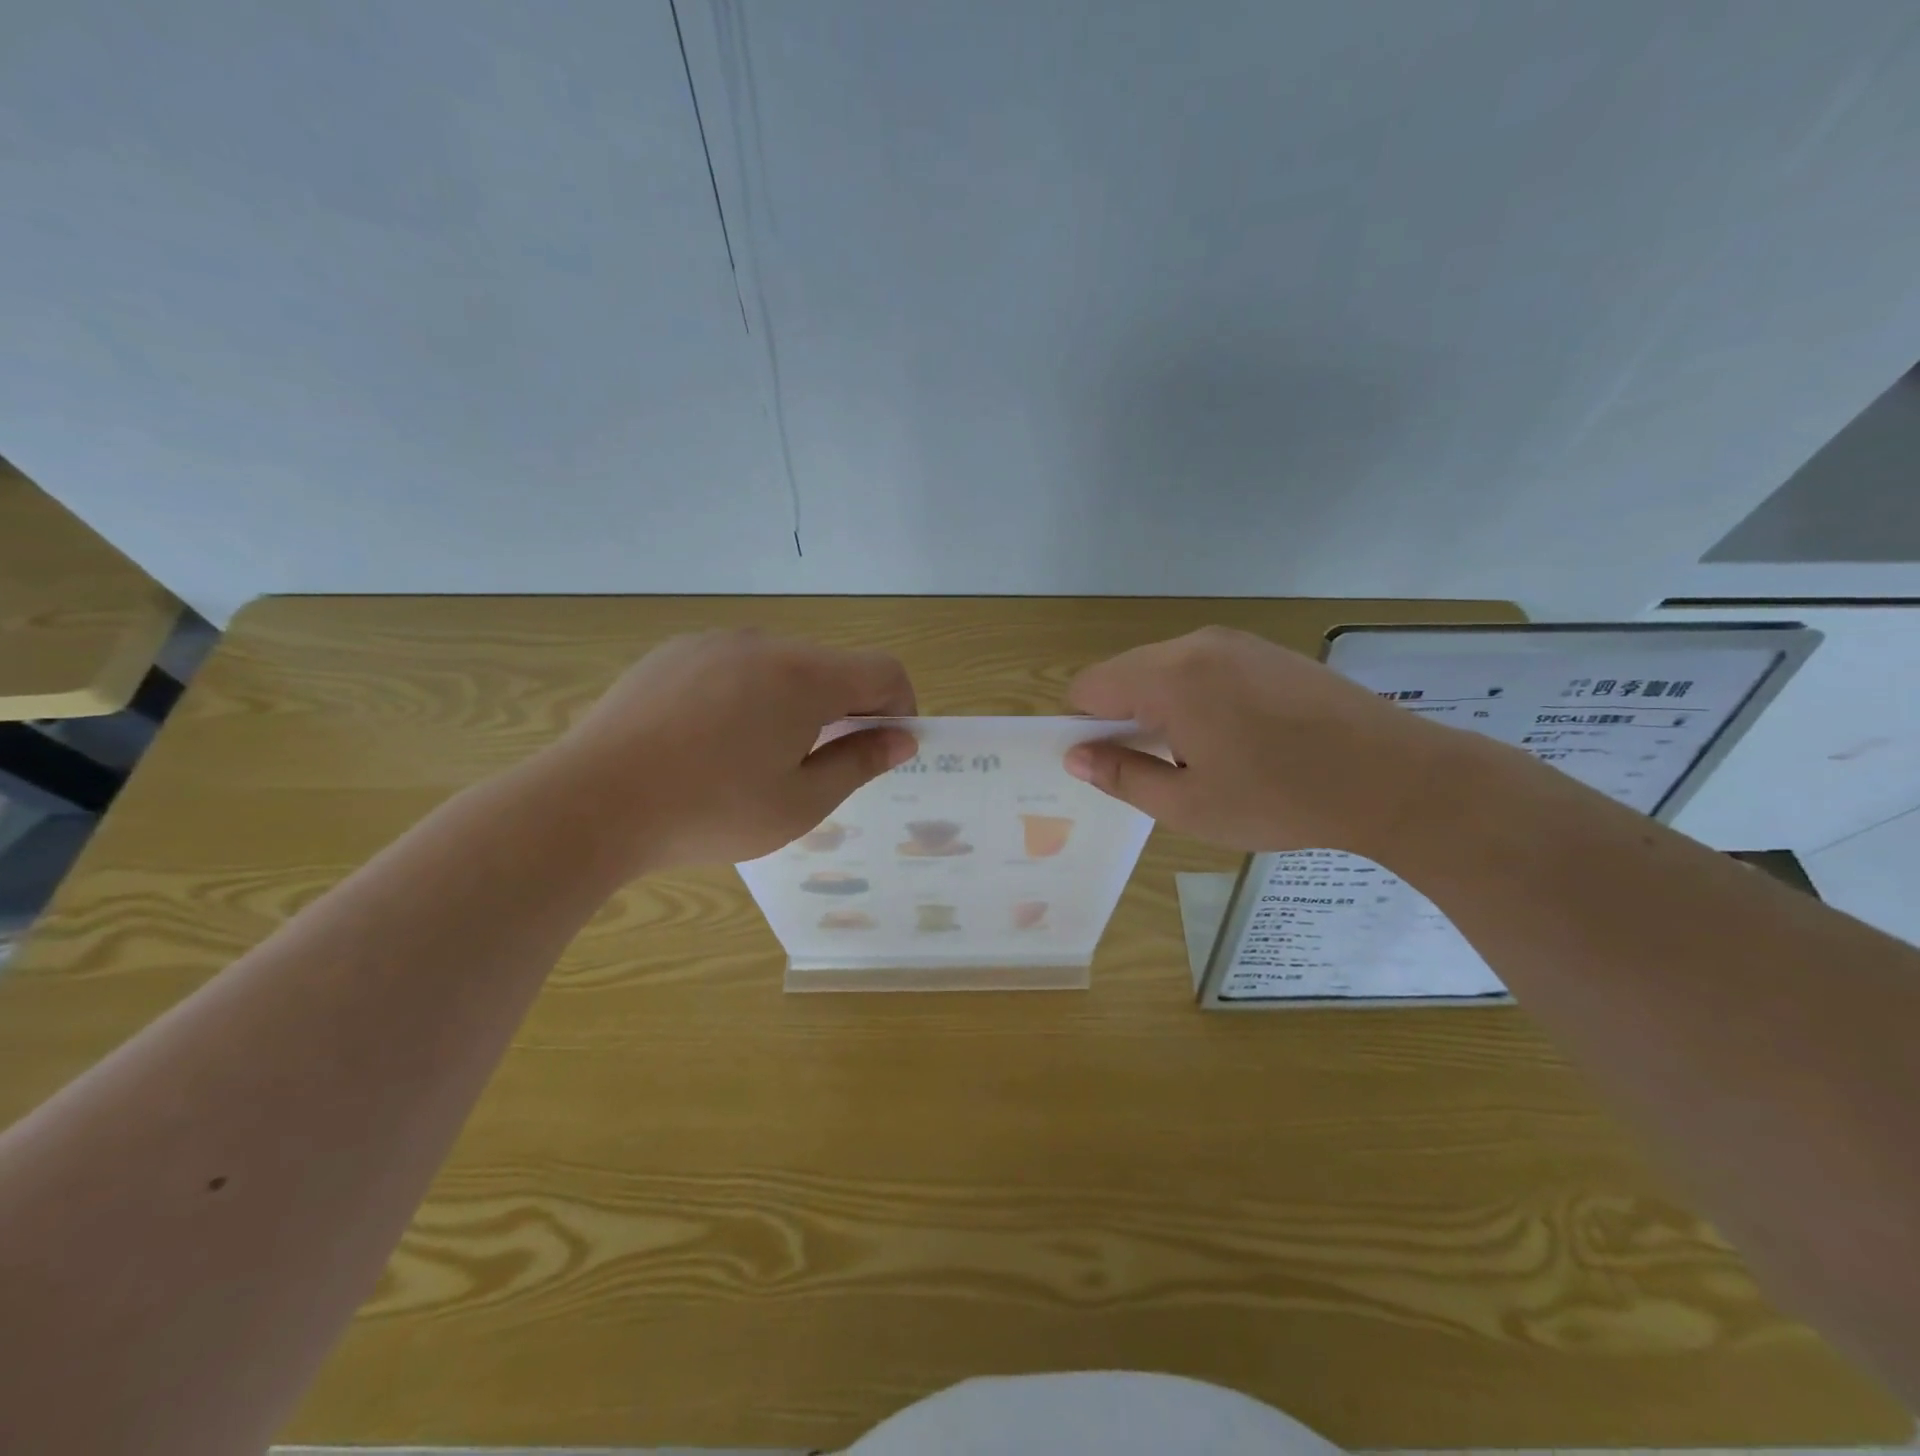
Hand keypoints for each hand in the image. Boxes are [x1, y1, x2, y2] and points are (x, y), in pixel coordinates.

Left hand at [541, 630, 917, 874]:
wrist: (591, 803)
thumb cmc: (709, 811)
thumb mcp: (800, 803)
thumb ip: (859, 764)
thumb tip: (901, 740)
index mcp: (804, 677)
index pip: (883, 671)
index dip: (899, 707)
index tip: (882, 748)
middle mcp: (764, 644)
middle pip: (831, 667)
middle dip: (844, 709)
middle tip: (817, 766)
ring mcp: (713, 643)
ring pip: (781, 666)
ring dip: (793, 702)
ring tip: (755, 757)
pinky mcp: (673, 654)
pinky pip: (734, 665)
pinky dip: (747, 694)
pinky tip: (709, 740)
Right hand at [1064, 626, 1472, 855]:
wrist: (1395, 777)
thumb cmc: (1281, 798)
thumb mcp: (1188, 805)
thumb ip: (1122, 775)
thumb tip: (1076, 756)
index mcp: (1169, 678)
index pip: (1089, 687)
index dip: (1086, 729)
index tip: (1115, 766)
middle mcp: (1196, 645)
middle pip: (1125, 674)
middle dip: (1125, 719)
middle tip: (1161, 770)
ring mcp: (1236, 642)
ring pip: (1165, 670)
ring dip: (1163, 709)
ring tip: (1204, 757)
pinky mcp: (1266, 650)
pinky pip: (1204, 667)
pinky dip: (1198, 698)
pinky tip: (1238, 737)